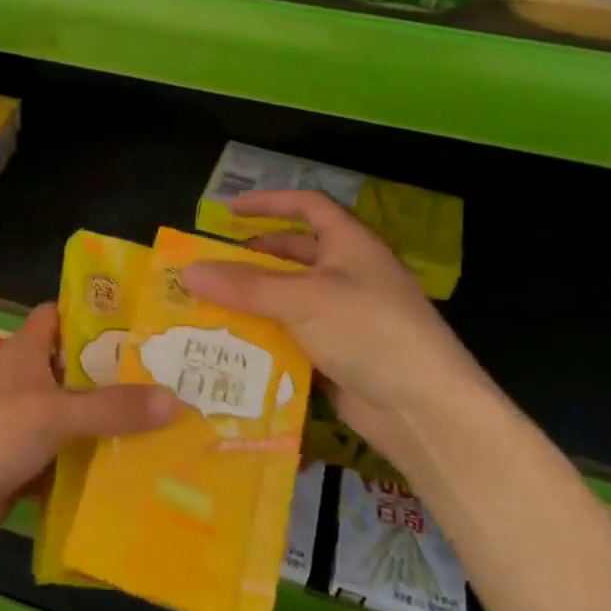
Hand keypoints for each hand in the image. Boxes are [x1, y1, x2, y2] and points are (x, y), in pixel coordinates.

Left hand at [0, 304, 178, 559]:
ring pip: (75, 420)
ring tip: (171, 427)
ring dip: (110, 426)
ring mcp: (23, 428)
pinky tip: (136, 473)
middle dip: (118, 376)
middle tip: (176, 379)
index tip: (143, 320)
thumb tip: (177, 399)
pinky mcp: (23, 468)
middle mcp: (24, 384)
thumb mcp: (53, 413)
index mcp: (24, 353)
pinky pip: (67, 462)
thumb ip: (112, 407)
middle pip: (76, 371)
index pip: (60, 316)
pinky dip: (93, 466)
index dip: (94, 313)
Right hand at [180, 191, 495, 470]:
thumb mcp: (302, 299)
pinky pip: (291, 338)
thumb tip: (188, 271)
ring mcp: (344, 318)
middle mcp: (348, 276)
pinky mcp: (336, 356)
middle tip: (210, 268)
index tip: (229, 210)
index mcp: (350, 246)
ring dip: (252, 303)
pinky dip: (264, 339)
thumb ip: (244, 285)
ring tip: (208, 308)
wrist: (422, 408)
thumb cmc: (368, 332)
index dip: (270, 203)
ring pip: (288, 300)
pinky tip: (232, 348)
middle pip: (294, 256)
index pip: (308, 207)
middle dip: (252, 259)